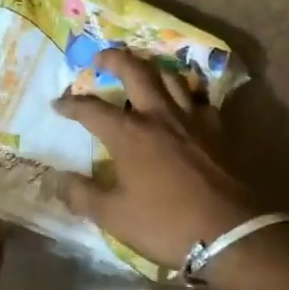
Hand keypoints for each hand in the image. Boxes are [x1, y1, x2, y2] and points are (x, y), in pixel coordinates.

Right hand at [51, 48, 259, 270]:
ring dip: (151, 69)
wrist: (231, 231)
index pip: (91, 109)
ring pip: (170, 77)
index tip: (58, 103)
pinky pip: (200, 98)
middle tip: (100, 58)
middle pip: (135, 71)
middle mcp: (159, 115)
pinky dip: (187, 93)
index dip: (71, 104)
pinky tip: (184, 102)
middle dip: (114, 58)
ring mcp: (192, 118)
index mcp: (129, 135)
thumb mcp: (114, 217)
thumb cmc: (167, 224)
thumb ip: (83, 196)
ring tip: (142, 72)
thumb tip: (57, 180)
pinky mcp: (218, 128)